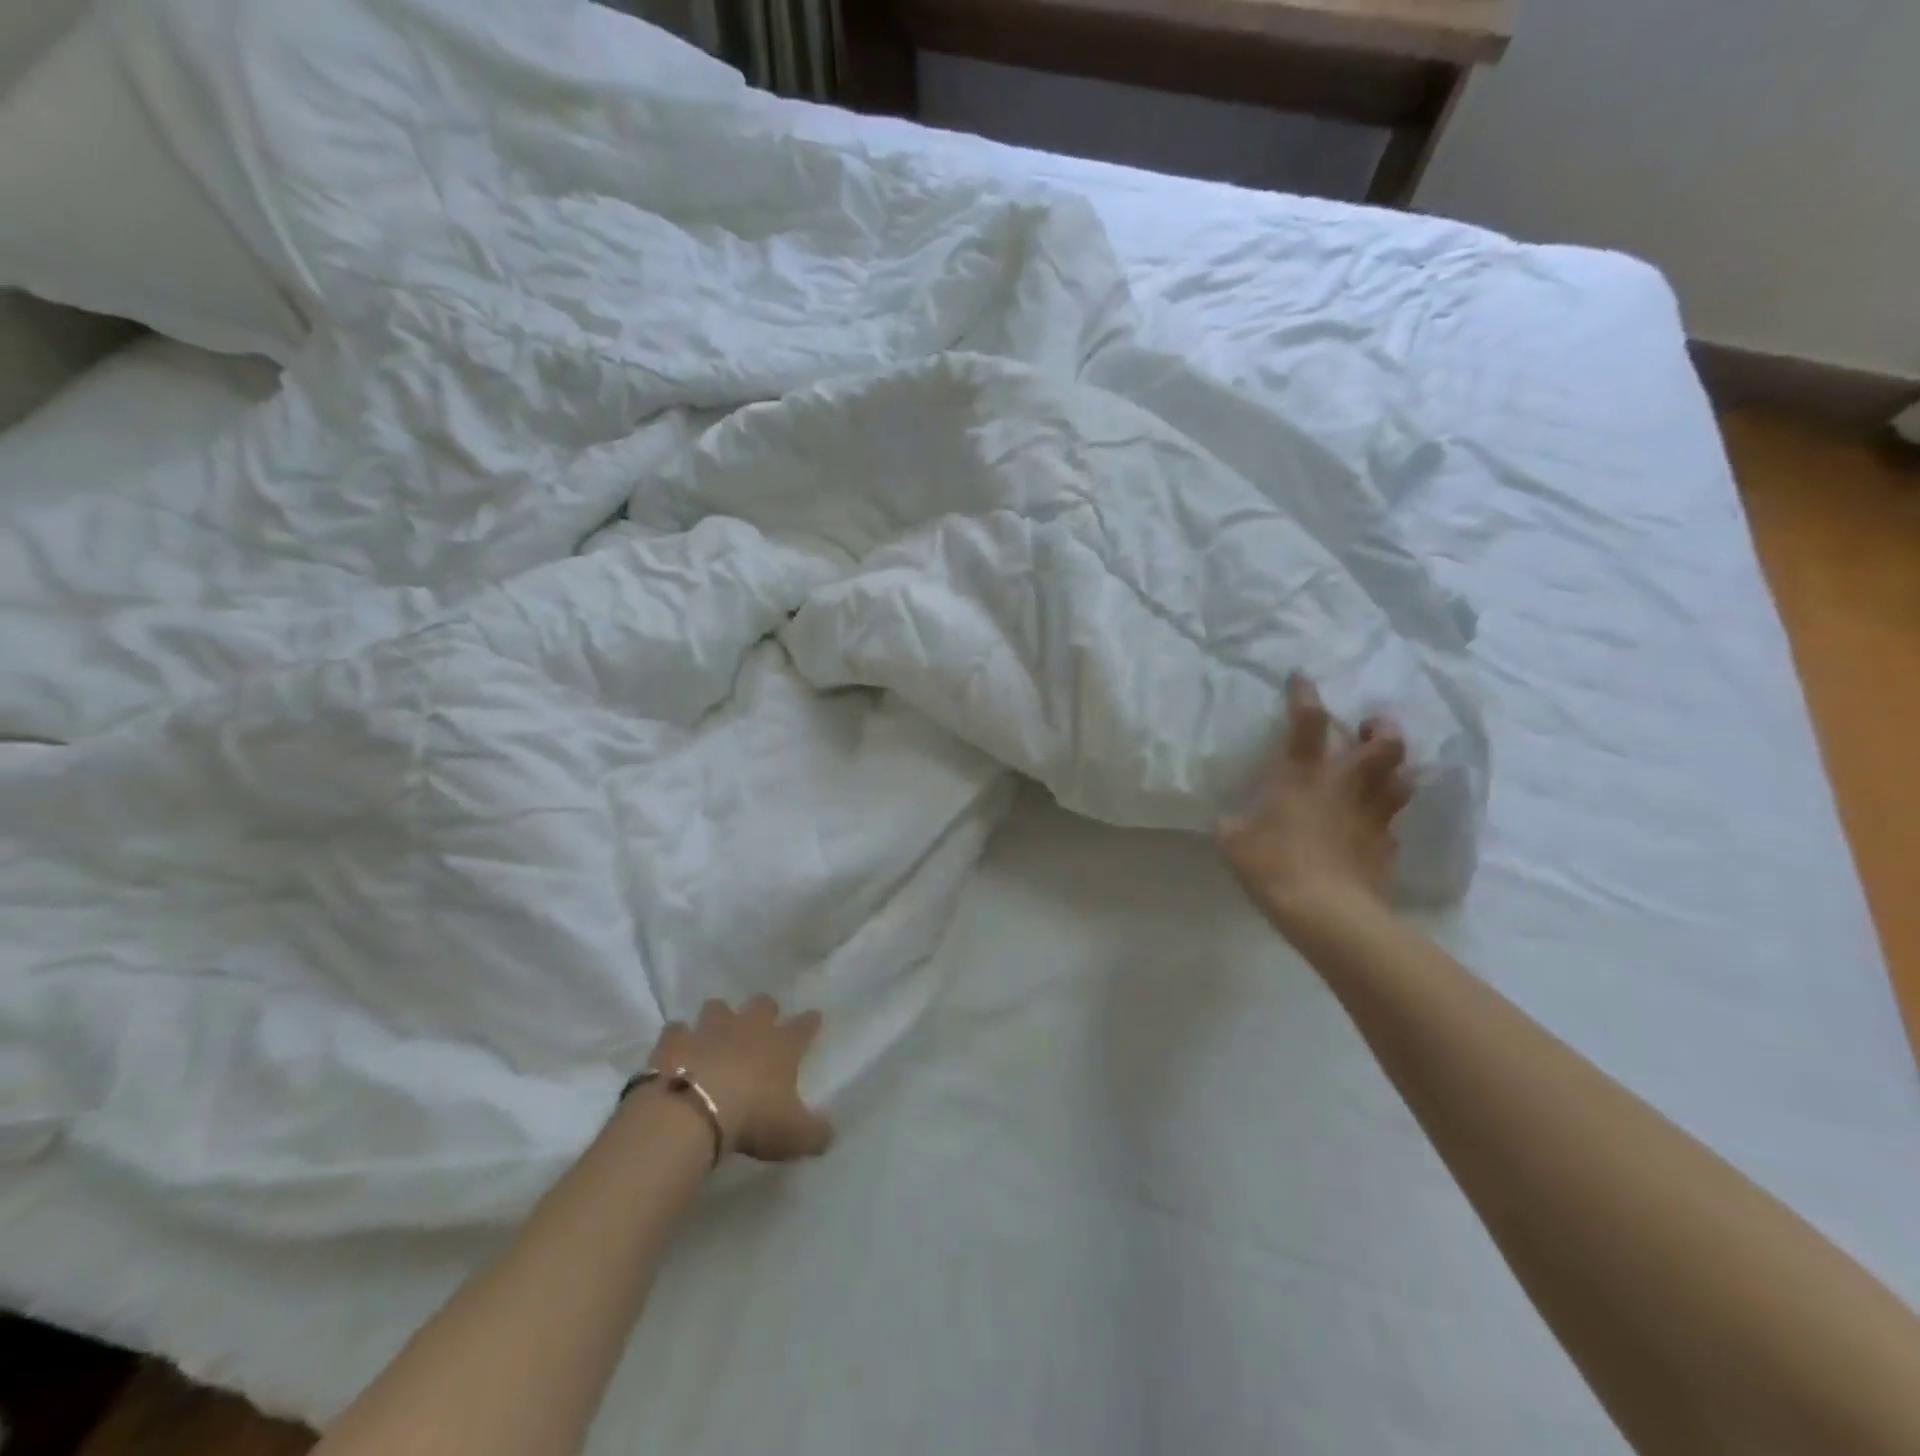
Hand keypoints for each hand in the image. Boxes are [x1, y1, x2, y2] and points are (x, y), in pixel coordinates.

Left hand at [646, 996, 833, 1162]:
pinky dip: (678, 1038)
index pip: (804, 1026)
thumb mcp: (794, 1135)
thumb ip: (815, 1133)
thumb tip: (829, 1135)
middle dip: (764, 1009)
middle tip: (761, 1023)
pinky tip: (677, 1050)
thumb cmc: (752, 1119)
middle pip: (761, 1004)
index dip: (810, 1022)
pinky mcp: (674, 1041)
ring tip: (715, 1033)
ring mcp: (709, 1030)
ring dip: (718, 1017)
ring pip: (717, 1007)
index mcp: (782, 1046)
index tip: (814, 1018)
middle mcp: (748, 1028)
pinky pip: (676, 1030)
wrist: (692, 1114)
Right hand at [1215, 674, 1412, 935]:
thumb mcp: (1233, 840)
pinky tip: (1371, 825)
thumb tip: (1230, 820)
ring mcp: (1374, 814)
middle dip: (1380, 727)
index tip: (1301, 677)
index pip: (1307, 719)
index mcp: (1304, 773)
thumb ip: (1233, 823)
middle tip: (1367, 728)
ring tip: (1380, 770)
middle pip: (1384, 741)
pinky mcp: (1387, 844)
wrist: (1327, 911)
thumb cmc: (1273, 864)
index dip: (1304, 693)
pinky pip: (1392, 821)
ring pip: (1402, 776)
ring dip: (1393, 768)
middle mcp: (1346, 783)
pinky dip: (1384, 817)